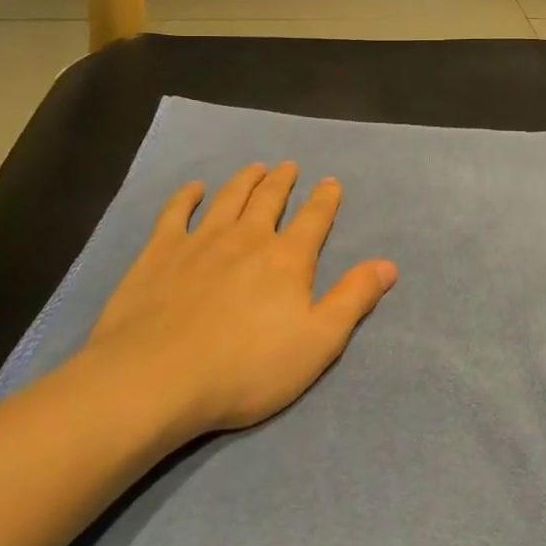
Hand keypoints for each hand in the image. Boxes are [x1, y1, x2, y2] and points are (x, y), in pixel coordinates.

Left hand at [80, 162, 397, 444]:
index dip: (325, 199)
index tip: (331, 182)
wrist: (157, 379)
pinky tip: (193, 188)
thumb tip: (389, 264)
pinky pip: (175, 213)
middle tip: (288, 166)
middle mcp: (247, 238)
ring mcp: (200, 241)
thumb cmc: (246, 367)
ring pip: (228, 199)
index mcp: (287, 258)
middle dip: (282, 181)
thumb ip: (353, 299)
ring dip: (244, 181)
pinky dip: (186, 197)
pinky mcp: (159, 254)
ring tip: (255, 168)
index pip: (314, 219)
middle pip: (269, 200)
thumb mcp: (318, 341)